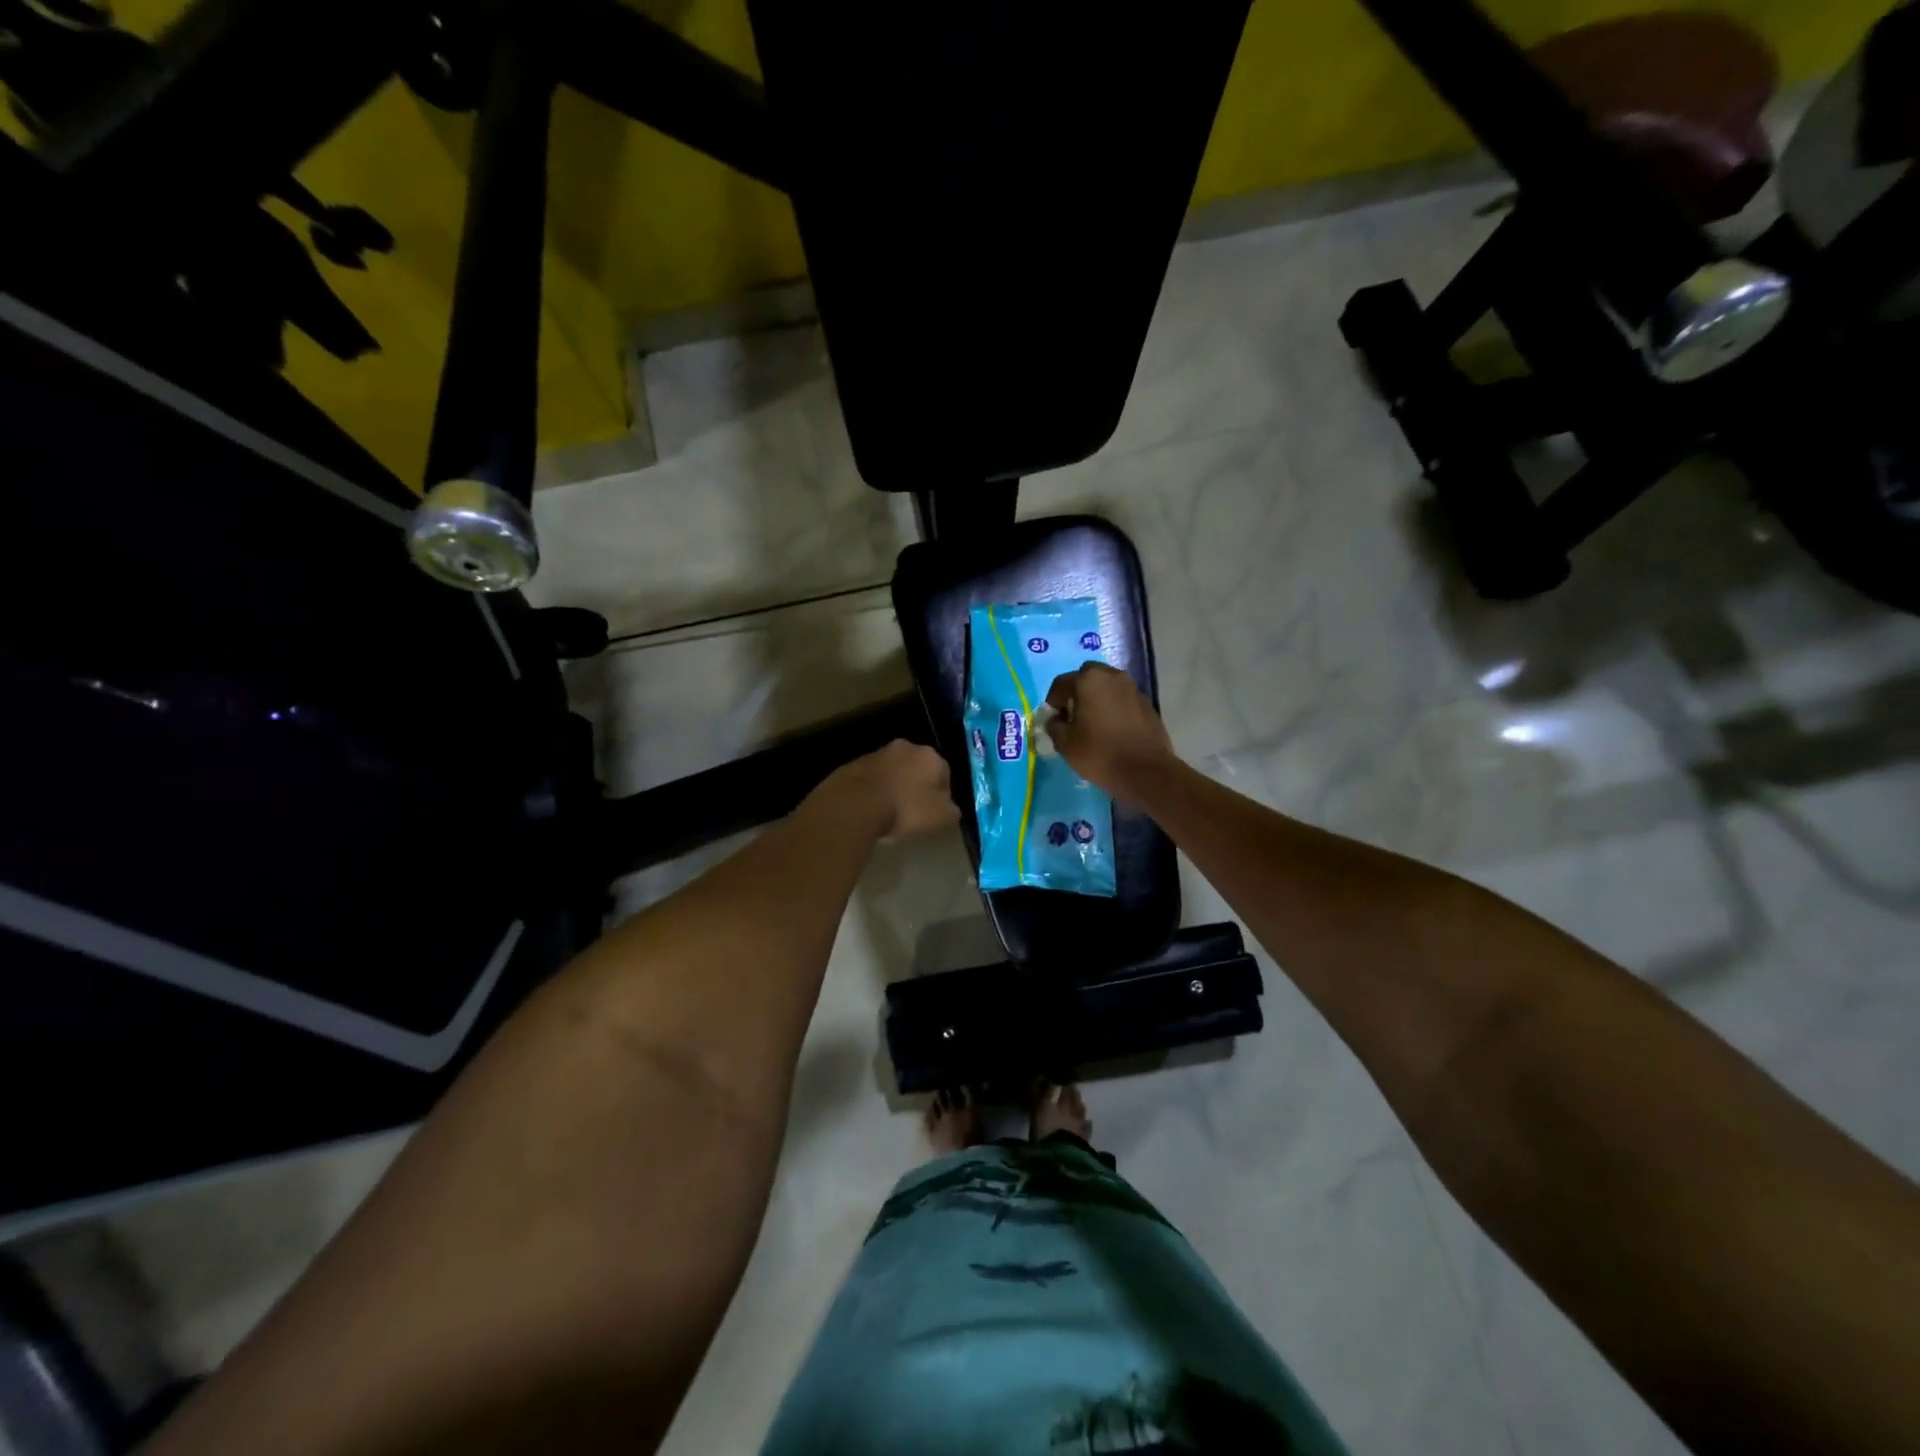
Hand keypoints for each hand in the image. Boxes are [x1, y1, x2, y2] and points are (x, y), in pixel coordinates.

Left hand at [822, 739, 957, 843]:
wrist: (855, 805)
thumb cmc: (905, 810)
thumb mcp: (941, 818)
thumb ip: (951, 810)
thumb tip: (949, 808)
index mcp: (931, 756)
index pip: (944, 774)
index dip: (941, 795)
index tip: (934, 813)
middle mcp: (906, 747)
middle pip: (917, 769)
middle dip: (916, 786)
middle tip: (913, 812)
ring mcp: (877, 753)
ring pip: (893, 772)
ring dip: (894, 787)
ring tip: (889, 813)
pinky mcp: (854, 764)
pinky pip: (872, 779)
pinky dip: (874, 791)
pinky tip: (871, 810)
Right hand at [1043, 663, 1176, 798]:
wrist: (1146, 771)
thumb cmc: (1100, 754)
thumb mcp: (1065, 743)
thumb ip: (1054, 726)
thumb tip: (1056, 720)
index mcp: (1088, 681)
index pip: (1061, 683)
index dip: (1053, 702)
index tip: (1054, 720)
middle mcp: (1112, 676)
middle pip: (1087, 677)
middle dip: (1077, 692)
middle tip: (1073, 715)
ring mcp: (1132, 688)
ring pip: (1107, 686)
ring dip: (1097, 698)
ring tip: (1093, 722)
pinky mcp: (1146, 703)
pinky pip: (1122, 699)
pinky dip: (1114, 707)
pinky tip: (1113, 728)